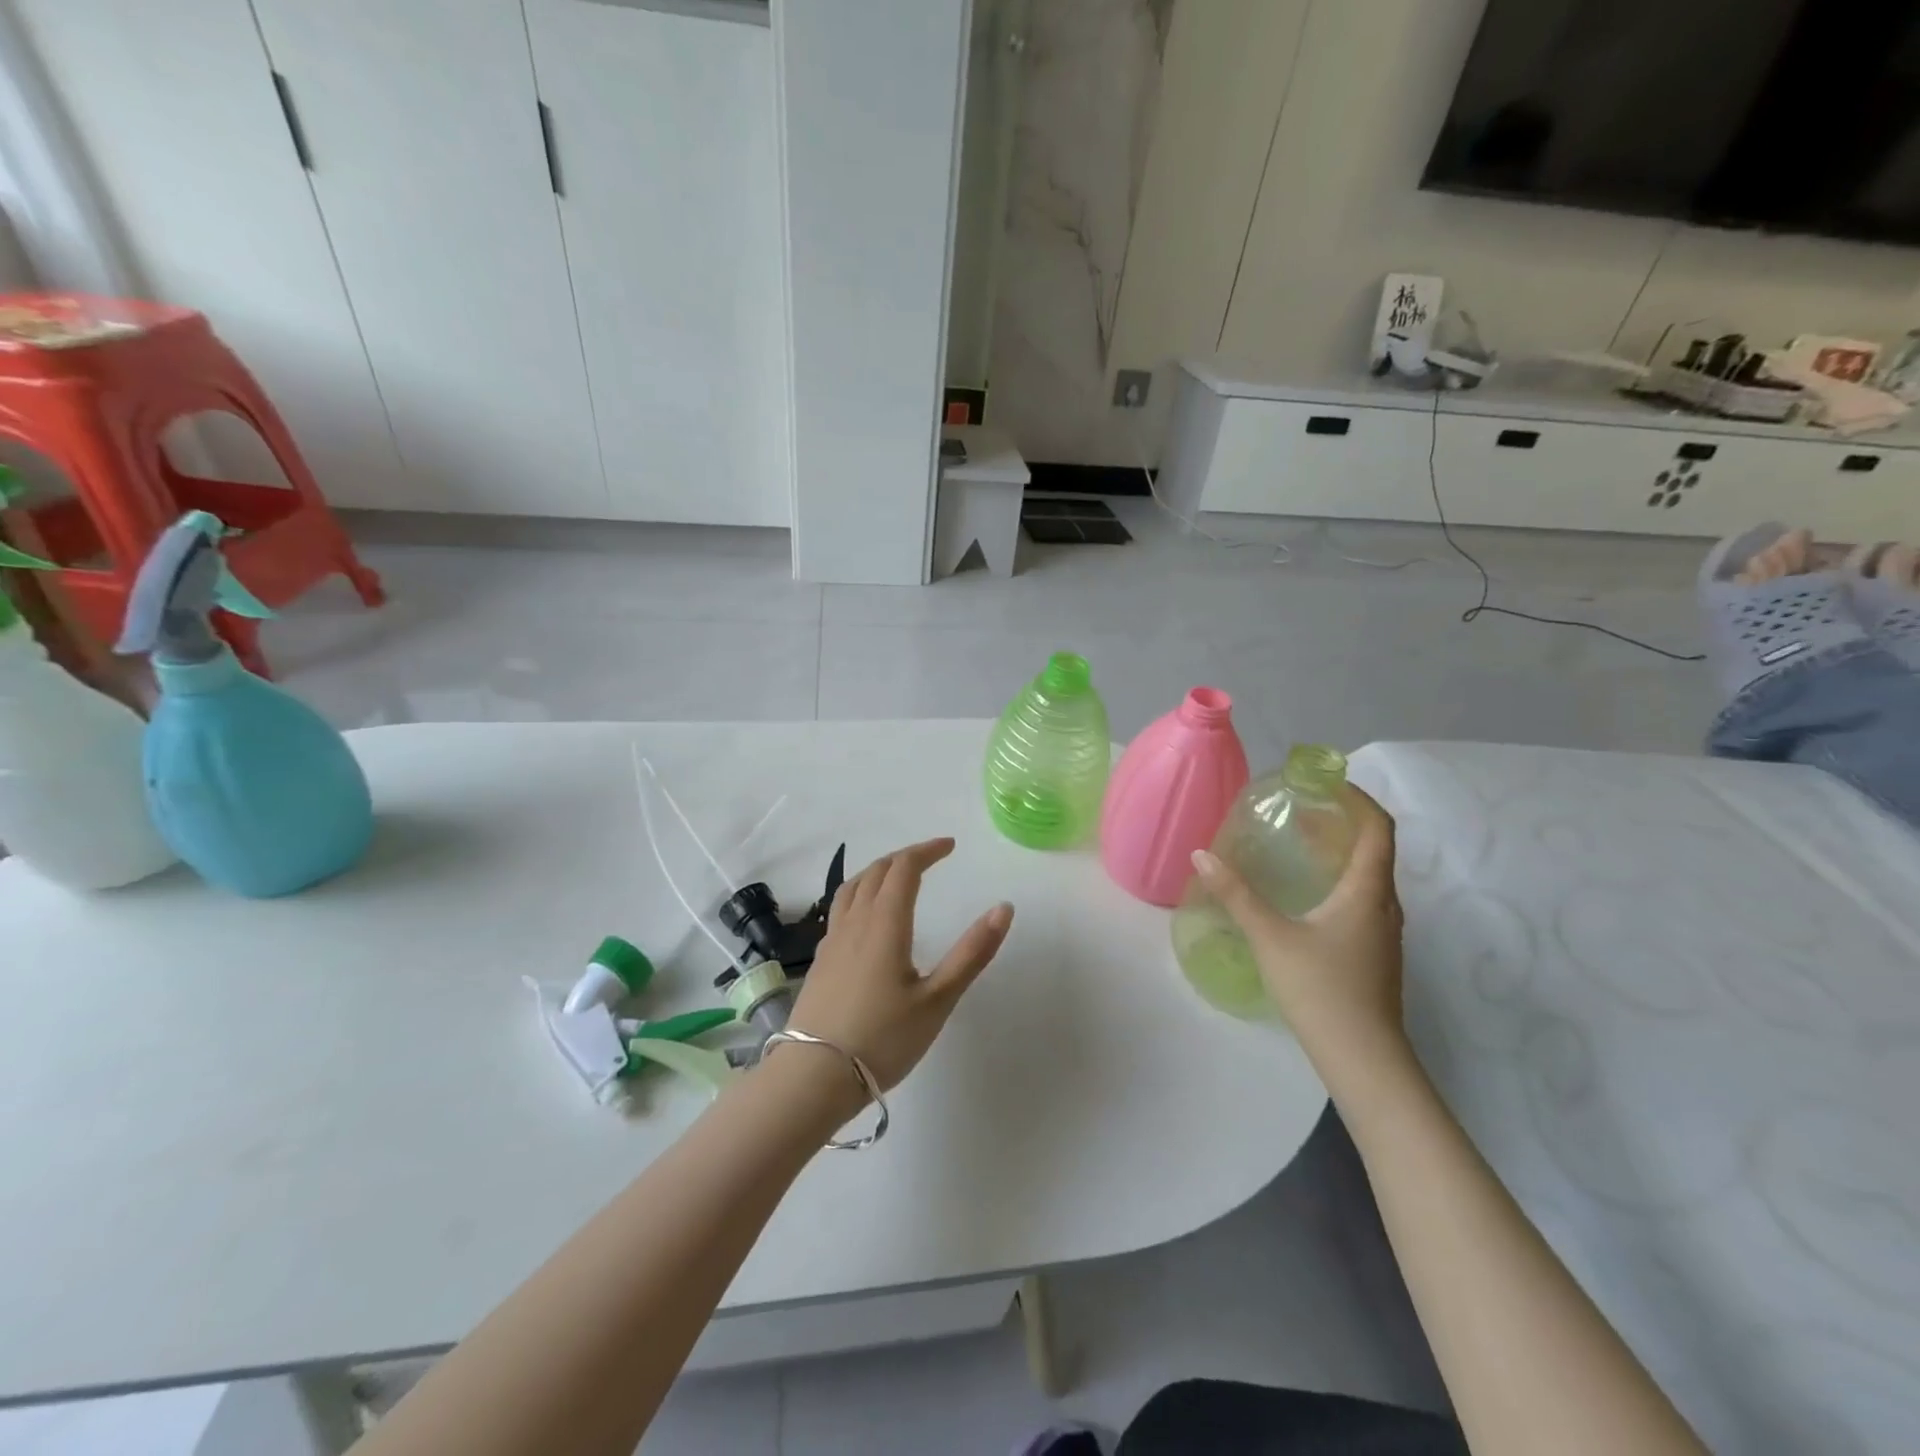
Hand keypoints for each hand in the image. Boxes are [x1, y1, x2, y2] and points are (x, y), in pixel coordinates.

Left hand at [787, 838, 1012, 1090]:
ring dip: (878, 871)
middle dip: (905, 857)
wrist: (813, 1077)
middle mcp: (855, 922)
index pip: (904, 868)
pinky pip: (840, 909)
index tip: (950, 846)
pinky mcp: (820, 960)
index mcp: (885, 923)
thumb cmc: (883, 1039)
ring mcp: (832, 940)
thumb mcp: (938, 1000)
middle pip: (876, 871)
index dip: (927, 851)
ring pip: (852, 887)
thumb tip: (1004, 908)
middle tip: (930, 857)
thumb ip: (972, 952)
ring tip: (897, 876)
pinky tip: (867, 918)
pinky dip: (860, 894)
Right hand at [1190, 787, 1407, 1078]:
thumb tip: (1202, 856)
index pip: (1378, 827)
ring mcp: (1384, 932)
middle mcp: (1385, 905)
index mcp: (1368, 891)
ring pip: (1369, 876)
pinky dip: (1340, 880)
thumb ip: (1237, 895)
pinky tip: (1307, 895)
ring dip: (1341, 852)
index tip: (1325, 782)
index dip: (1357, 798)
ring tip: (1301, 845)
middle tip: (1301, 810)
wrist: (1363, 1059)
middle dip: (1342, 822)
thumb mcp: (1271, 937)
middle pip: (1374, 848)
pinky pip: (1363, 899)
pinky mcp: (1375, 953)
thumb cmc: (1321, 989)